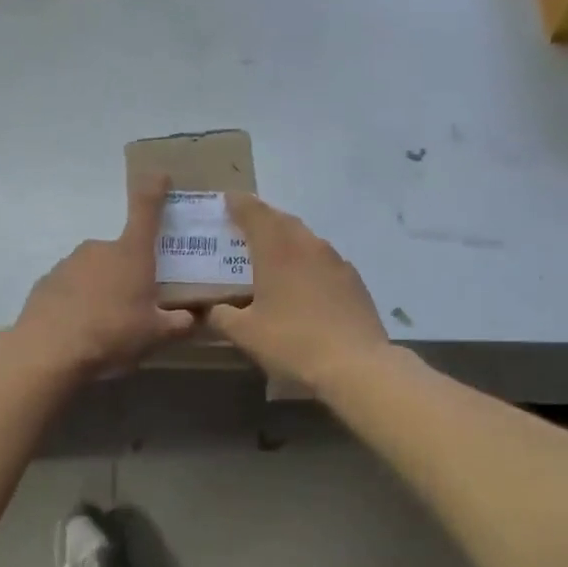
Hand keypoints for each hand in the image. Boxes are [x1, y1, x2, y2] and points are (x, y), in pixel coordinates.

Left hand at [9, 175, 197, 378]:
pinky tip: (80, 328)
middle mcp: (100, 249)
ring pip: (96, 271)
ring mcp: (69, 263)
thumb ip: (180, 324)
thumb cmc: (112, 334)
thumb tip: (197, 318)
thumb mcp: (156, 335)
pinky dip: (78, 301)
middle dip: (130, 273)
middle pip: (122, 253)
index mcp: (132, 253)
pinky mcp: (47, 282)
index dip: (154, 188)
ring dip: (103, 289)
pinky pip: (72, 287)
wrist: (48, 350)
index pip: (146, 209)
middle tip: (137, 305)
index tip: (159, 174)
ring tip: (106, 324)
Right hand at [206, 194, 389, 392]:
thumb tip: (212, 310)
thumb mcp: (245, 334)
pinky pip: (324, 261)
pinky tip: (304, 283)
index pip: (254, 212)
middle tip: (246, 228)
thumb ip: (222, 316)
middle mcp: (308, 245)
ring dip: (287, 240)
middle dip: (263, 220)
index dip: (238, 204)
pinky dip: (308, 262)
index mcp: (277, 249)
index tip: (227, 201)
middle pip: (282, 220)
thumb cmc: (292, 342)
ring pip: (306, 239)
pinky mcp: (354, 280)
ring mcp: (335, 261)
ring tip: (273, 255)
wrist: (355, 365)